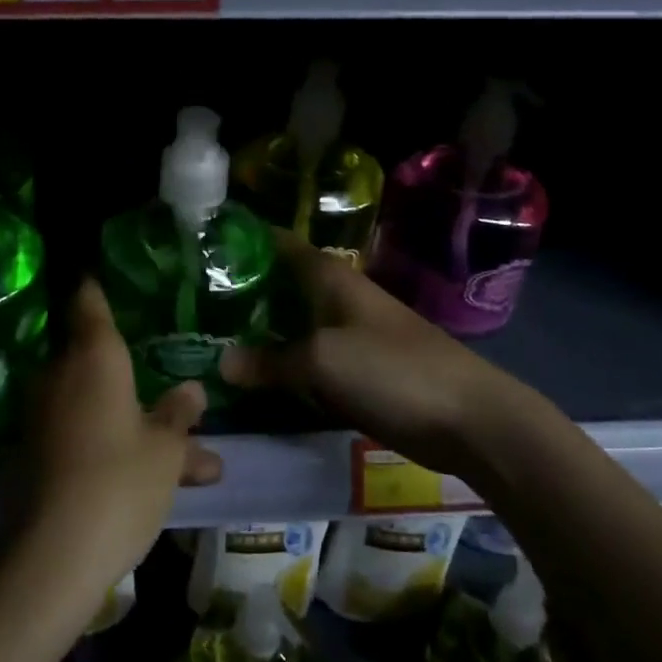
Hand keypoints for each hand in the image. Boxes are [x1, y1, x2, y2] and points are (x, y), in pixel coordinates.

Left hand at [19, 281, 222, 588]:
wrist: (51, 557)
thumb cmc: (119, 483)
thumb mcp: (166, 451)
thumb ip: (179, 416)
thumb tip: (193, 392)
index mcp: (95, 358)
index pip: (90, 301)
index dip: (97, 285)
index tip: (105, 270)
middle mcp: (62, 376)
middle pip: (100, 361)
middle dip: (139, 378)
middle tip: (177, 393)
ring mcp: (45, 416)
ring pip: (101, 407)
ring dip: (140, 425)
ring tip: (195, 463)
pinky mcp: (36, 454)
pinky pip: (84, 435)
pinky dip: (115, 447)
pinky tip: (154, 480)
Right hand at [220, 231, 551, 477]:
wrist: (468, 418)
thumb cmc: (392, 370)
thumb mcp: (321, 361)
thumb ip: (270, 361)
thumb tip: (221, 362)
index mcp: (331, 277)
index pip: (279, 244)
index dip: (243, 242)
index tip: (200, 249)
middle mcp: (337, 298)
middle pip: (281, 285)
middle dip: (242, 292)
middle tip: (193, 304)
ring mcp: (349, 334)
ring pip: (293, 324)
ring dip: (260, 331)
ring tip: (211, 339)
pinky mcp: (358, 370)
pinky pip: (309, 359)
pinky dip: (283, 364)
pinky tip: (254, 376)